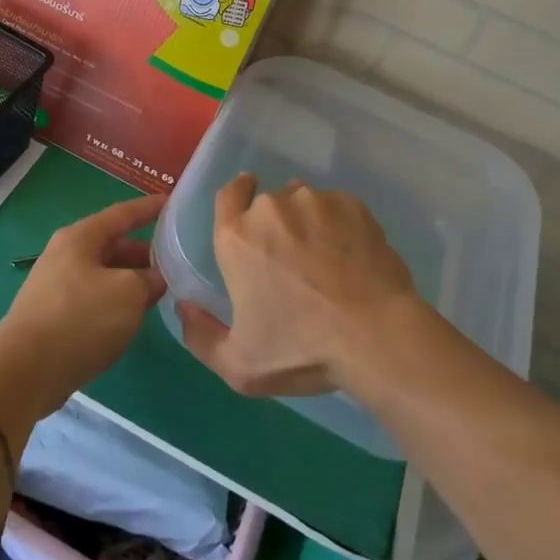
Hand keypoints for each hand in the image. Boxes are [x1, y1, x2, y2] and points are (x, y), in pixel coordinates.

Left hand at [0, 194, 165, 423]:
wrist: (25, 371)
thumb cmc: (80, 319)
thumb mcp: (128, 293)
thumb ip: (149, 280)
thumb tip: (156, 279)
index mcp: (80, 238)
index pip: (122, 214)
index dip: (149, 208)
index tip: (172, 201)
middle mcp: (66, 255)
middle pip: (113, 245)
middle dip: (145, 252)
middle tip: (177, 259)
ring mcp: (57, 286)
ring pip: (105, 274)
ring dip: (132, 280)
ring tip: (162, 290)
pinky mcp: (55, 316)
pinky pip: (95, 298)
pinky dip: (117, 301)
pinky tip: (134, 316)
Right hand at [179, 173, 420, 397]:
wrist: (375, 335)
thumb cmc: (302, 349)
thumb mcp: (240, 365)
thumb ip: (201, 337)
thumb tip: (184, 308)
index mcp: (236, 238)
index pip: (228, 195)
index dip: (236, 194)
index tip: (246, 196)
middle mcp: (271, 209)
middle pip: (268, 205)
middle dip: (276, 225)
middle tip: (293, 259)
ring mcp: (314, 202)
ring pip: (305, 204)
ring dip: (308, 223)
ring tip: (327, 258)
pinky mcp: (352, 206)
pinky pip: (338, 209)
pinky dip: (340, 226)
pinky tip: (352, 256)